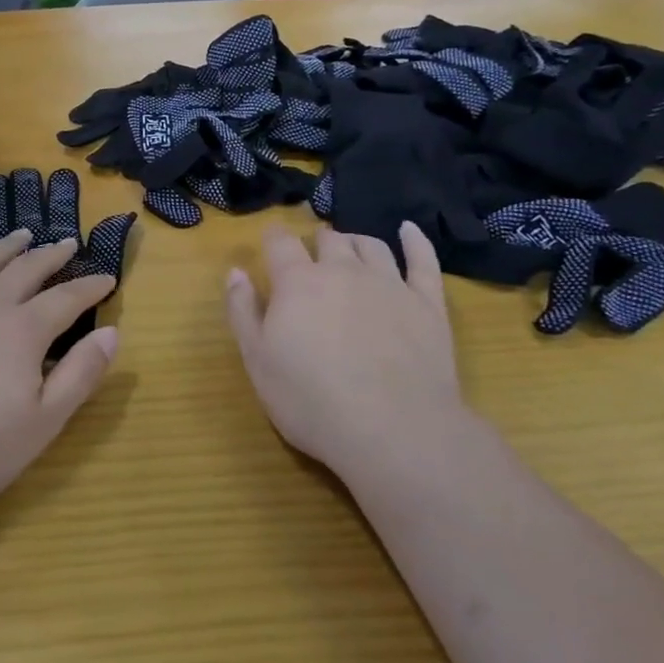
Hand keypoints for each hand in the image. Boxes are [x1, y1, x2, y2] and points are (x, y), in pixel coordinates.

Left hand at [0, 230, 117, 513]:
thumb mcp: (44, 421)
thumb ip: (80, 374)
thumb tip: (112, 332)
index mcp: (23, 330)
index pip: (67, 298)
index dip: (90, 287)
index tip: (107, 278)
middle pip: (26, 269)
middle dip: (51, 255)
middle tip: (68, 243)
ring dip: (7, 247)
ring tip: (22, 235)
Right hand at [224, 223, 461, 472]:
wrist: (395, 432)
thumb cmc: (312, 401)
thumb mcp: (257, 361)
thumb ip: (242, 311)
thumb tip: (236, 272)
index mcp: (297, 282)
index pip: (280, 242)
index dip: (273, 238)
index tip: (270, 243)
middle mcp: (343, 270)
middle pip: (328, 239)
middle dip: (316, 243)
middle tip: (311, 259)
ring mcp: (389, 284)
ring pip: (371, 245)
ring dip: (355, 242)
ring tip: (349, 249)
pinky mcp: (428, 304)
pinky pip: (423, 260)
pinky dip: (415, 241)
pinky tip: (409, 230)